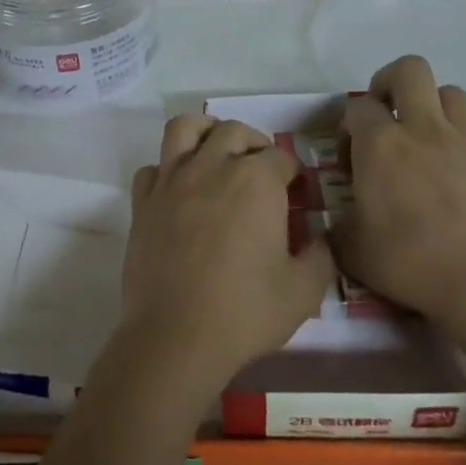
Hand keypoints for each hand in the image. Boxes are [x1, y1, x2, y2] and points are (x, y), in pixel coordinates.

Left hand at [122, 114, 334, 396]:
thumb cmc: (244, 311)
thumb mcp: (303, 292)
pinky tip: (178, 190)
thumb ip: (321, 257)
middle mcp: (212, 166)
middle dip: (254, 144)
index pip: (280, 157)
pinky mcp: (143, 200)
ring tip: (216, 152)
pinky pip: (153, 168)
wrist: (175, 335)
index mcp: (255, 181)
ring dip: (205, 132)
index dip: (291, 172)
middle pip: (234, 131)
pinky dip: (166, 170)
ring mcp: (171, 179)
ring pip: (185, 129)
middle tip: (261, 170)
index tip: (295, 191)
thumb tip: (323, 237)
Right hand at [335, 57, 465, 348]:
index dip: (349, 126)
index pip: (358, 106)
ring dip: (434, 108)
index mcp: (382, 144)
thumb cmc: (411, 263)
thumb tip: (334, 222)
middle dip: (391, 82)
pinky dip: (465, 145)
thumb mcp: (352, 249)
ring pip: (452, 94)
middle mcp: (425, 129)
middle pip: (410, 70)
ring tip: (426, 140)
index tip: (351, 158)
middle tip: (386, 115)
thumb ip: (337, 225)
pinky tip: (460, 177)